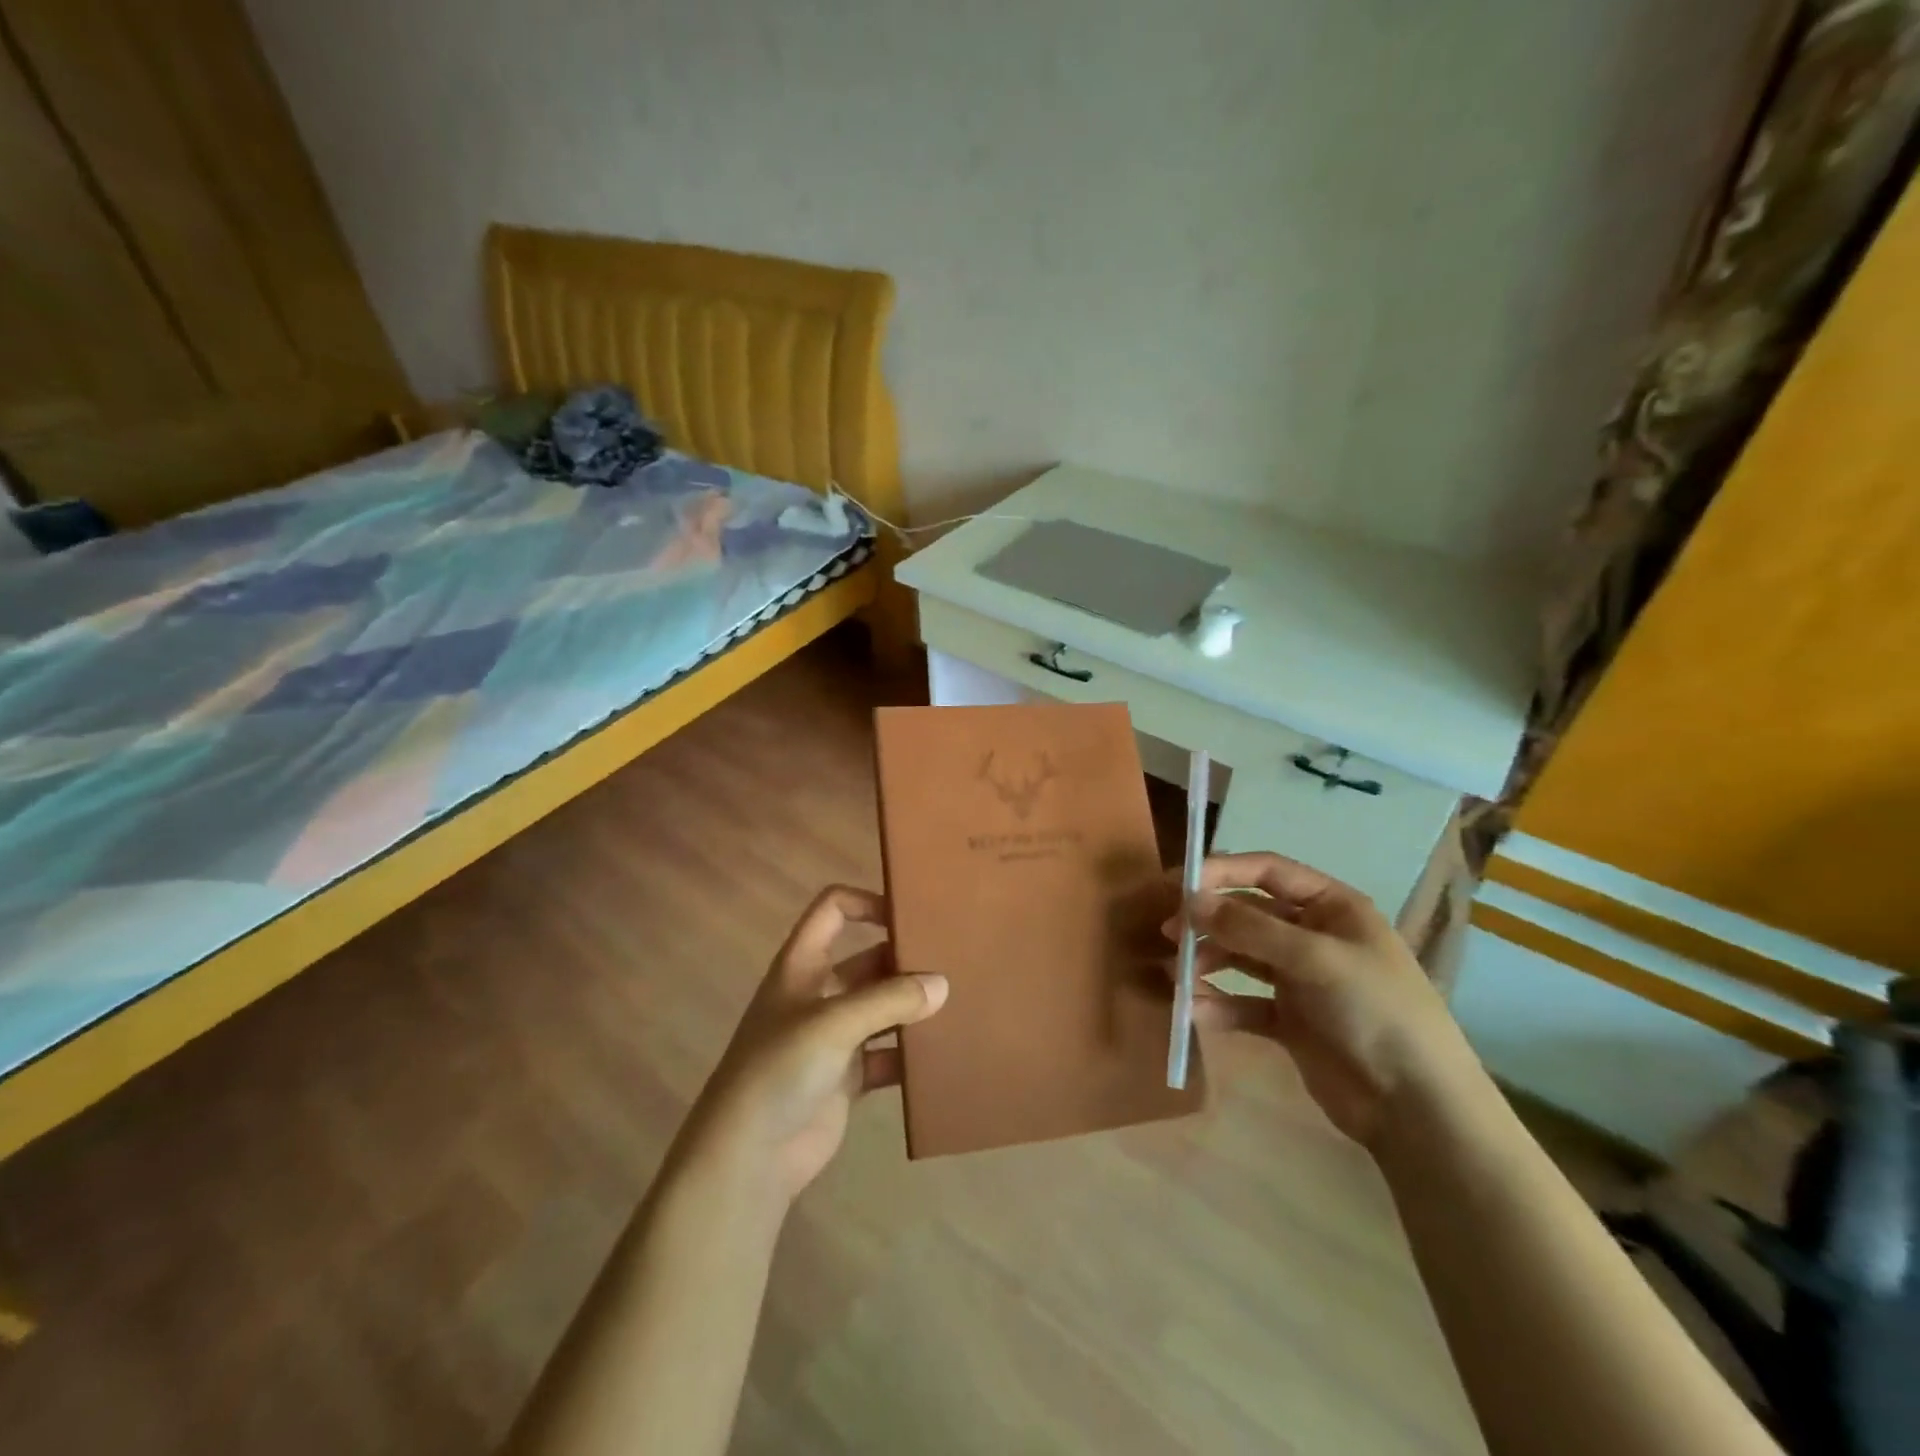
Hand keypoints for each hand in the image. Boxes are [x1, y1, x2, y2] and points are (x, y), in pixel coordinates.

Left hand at [674, 886, 947, 1207]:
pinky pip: (887, 1054)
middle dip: (905, 958)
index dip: (867, 902)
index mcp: (803, 965)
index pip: (832, 910)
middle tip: (954, 960)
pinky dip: (910, 1053)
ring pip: (882, 1007)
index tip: (910, 913)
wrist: (748, 1156)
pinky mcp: (847, 1077)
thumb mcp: (834, 1022)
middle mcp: (818, 993)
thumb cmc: (780, 1068)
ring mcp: (833, 1037)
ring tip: (960, 1001)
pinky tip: (943, 1053)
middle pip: (867, 959)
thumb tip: (942, 985)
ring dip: (912, 1006)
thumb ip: (889, 1000)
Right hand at [1167, 852, 1478, 1146]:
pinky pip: (1243, 1002)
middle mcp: (1313, 936)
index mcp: (1331, 907)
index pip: (1267, 871)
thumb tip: (1189, 900)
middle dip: (1208, 920)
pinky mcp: (1290, 1021)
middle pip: (1248, 913)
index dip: (1221, 871)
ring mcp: (1300, 980)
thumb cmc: (1375, 1011)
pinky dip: (1218, 1004)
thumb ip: (1249, 928)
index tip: (1177, 883)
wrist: (1417, 1107)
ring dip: (1207, 961)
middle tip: (1169, 932)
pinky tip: (1194, 1011)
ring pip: (1241, 957)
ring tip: (1176, 974)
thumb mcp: (1315, 959)